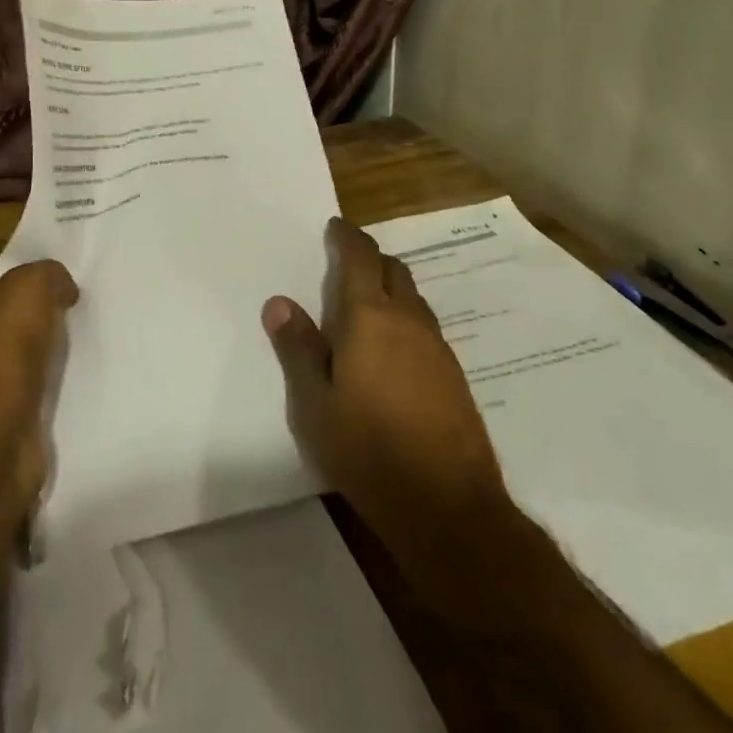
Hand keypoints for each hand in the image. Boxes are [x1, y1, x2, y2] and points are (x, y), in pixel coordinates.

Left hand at [0, 244, 77, 520]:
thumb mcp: (29, 288)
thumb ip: (48, 272)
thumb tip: (60, 287)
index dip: (25, 244)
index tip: (65, 247)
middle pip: (11, 292)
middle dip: (45, 285)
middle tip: (86, 278)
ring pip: (25, 330)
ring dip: (53, 325)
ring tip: (90, 313)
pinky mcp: (3, 398)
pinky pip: (35, 367)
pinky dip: (55, 362)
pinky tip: (82, 355)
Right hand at [264, 218, 508, 562]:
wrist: (447, 506)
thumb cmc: (367, 450)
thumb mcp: (315, 404)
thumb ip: (298, 348)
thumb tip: (279, 302)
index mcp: (370, 317)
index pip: (361, 257)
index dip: (347, 236)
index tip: (335, 226)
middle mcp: (408, 320)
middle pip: (392, 270)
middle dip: (369, 259)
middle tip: (344, 266)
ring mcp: (437, 347)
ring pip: (412, 298)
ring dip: (389, 290)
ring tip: (364, 308)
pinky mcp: (454, 375)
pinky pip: (424, 328)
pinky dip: (404, 321)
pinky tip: (391, 352)